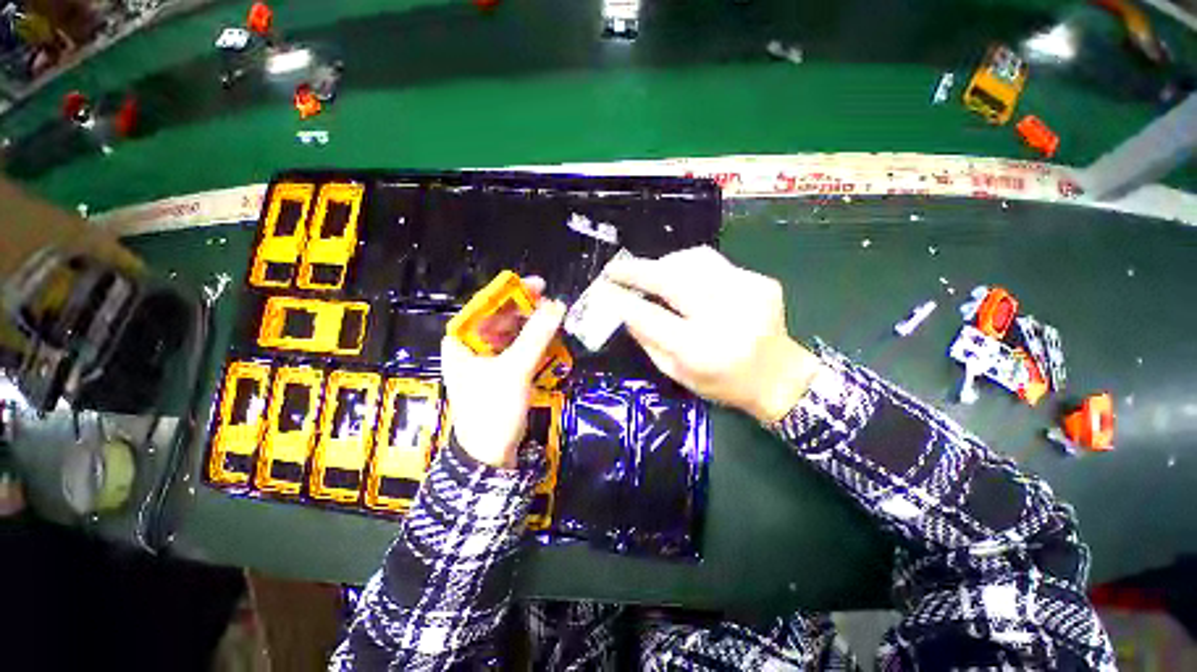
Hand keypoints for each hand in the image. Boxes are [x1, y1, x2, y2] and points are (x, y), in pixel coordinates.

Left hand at [440, 278, 566, 468]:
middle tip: (552, 306)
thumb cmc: (493, 409)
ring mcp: (486, 360)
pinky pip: (517, 348)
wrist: (490, 455)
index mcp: (461, 341)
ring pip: (511, 333)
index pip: (486, 305)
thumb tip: (558, 305)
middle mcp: (470, 346)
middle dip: (526, 310)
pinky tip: (549, 340)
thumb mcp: (515, 369)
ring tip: (554, 322)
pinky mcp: (500, 373)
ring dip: (532, 326)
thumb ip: (536, 336)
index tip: (539, 286)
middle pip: (500, 317)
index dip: (512, 292)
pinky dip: (533, 343)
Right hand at [606, 246, 822, 422]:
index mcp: (701, 350)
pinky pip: (714, 263)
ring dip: (663, 264)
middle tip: (616, 269)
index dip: (624, 302)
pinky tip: (682, 278)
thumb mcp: (678, 374)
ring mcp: (746, 294)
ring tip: (649, 272)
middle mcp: (725, 318)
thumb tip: (625, 311)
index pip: (651, 318)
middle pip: (672, 281)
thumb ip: (648, 342)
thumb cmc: (723, 384)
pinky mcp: (759, 282)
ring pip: (693, 262)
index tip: (605, 291)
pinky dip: (689, 267)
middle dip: (638, 271)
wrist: (779, 377)